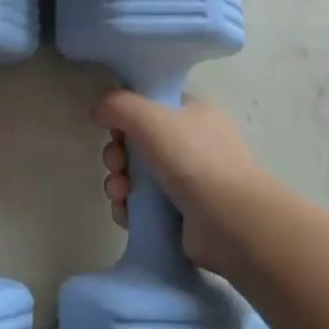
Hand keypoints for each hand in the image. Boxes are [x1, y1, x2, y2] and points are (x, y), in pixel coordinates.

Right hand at [94, 91, 262, 277]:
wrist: (230, 223)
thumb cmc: (193, 160)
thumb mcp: (150, 117)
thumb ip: (117, 105)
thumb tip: (98, 110)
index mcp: (194, 113)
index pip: (152, 105)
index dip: (127, 116)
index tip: (114, 129)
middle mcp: (192, 144)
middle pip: (138, 142)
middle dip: (117, 154)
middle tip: (116, 164)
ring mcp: (188, 181)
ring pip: (136, 176)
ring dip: (118, 182)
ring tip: (120, 194)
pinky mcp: (180, 215)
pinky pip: (142, 206)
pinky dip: (128, 208)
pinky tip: (126, 213)